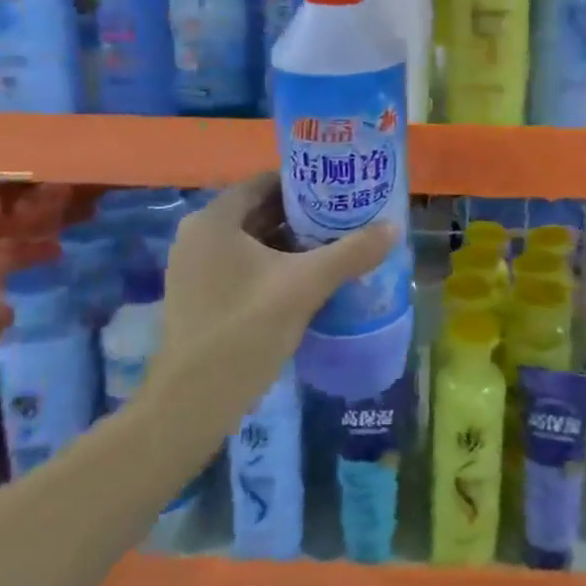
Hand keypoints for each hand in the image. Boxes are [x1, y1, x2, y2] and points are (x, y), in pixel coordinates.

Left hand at [149, 172, 394, 407]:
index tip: (342, 189)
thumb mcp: (305, 286)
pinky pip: (244, 266)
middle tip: (347, 218)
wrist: (192, 404)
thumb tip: (393, 227)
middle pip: (260, 211)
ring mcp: (195, 268)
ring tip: (337, 246)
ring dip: (293, 242)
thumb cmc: (245, 330)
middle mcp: (198, 236)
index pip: (267, 181)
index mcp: (214, 220)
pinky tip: (309, 280)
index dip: (307, 182)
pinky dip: (275, 266)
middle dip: (304, 215)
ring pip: (254, 242)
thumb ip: (351, 253)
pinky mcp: (200, 296)